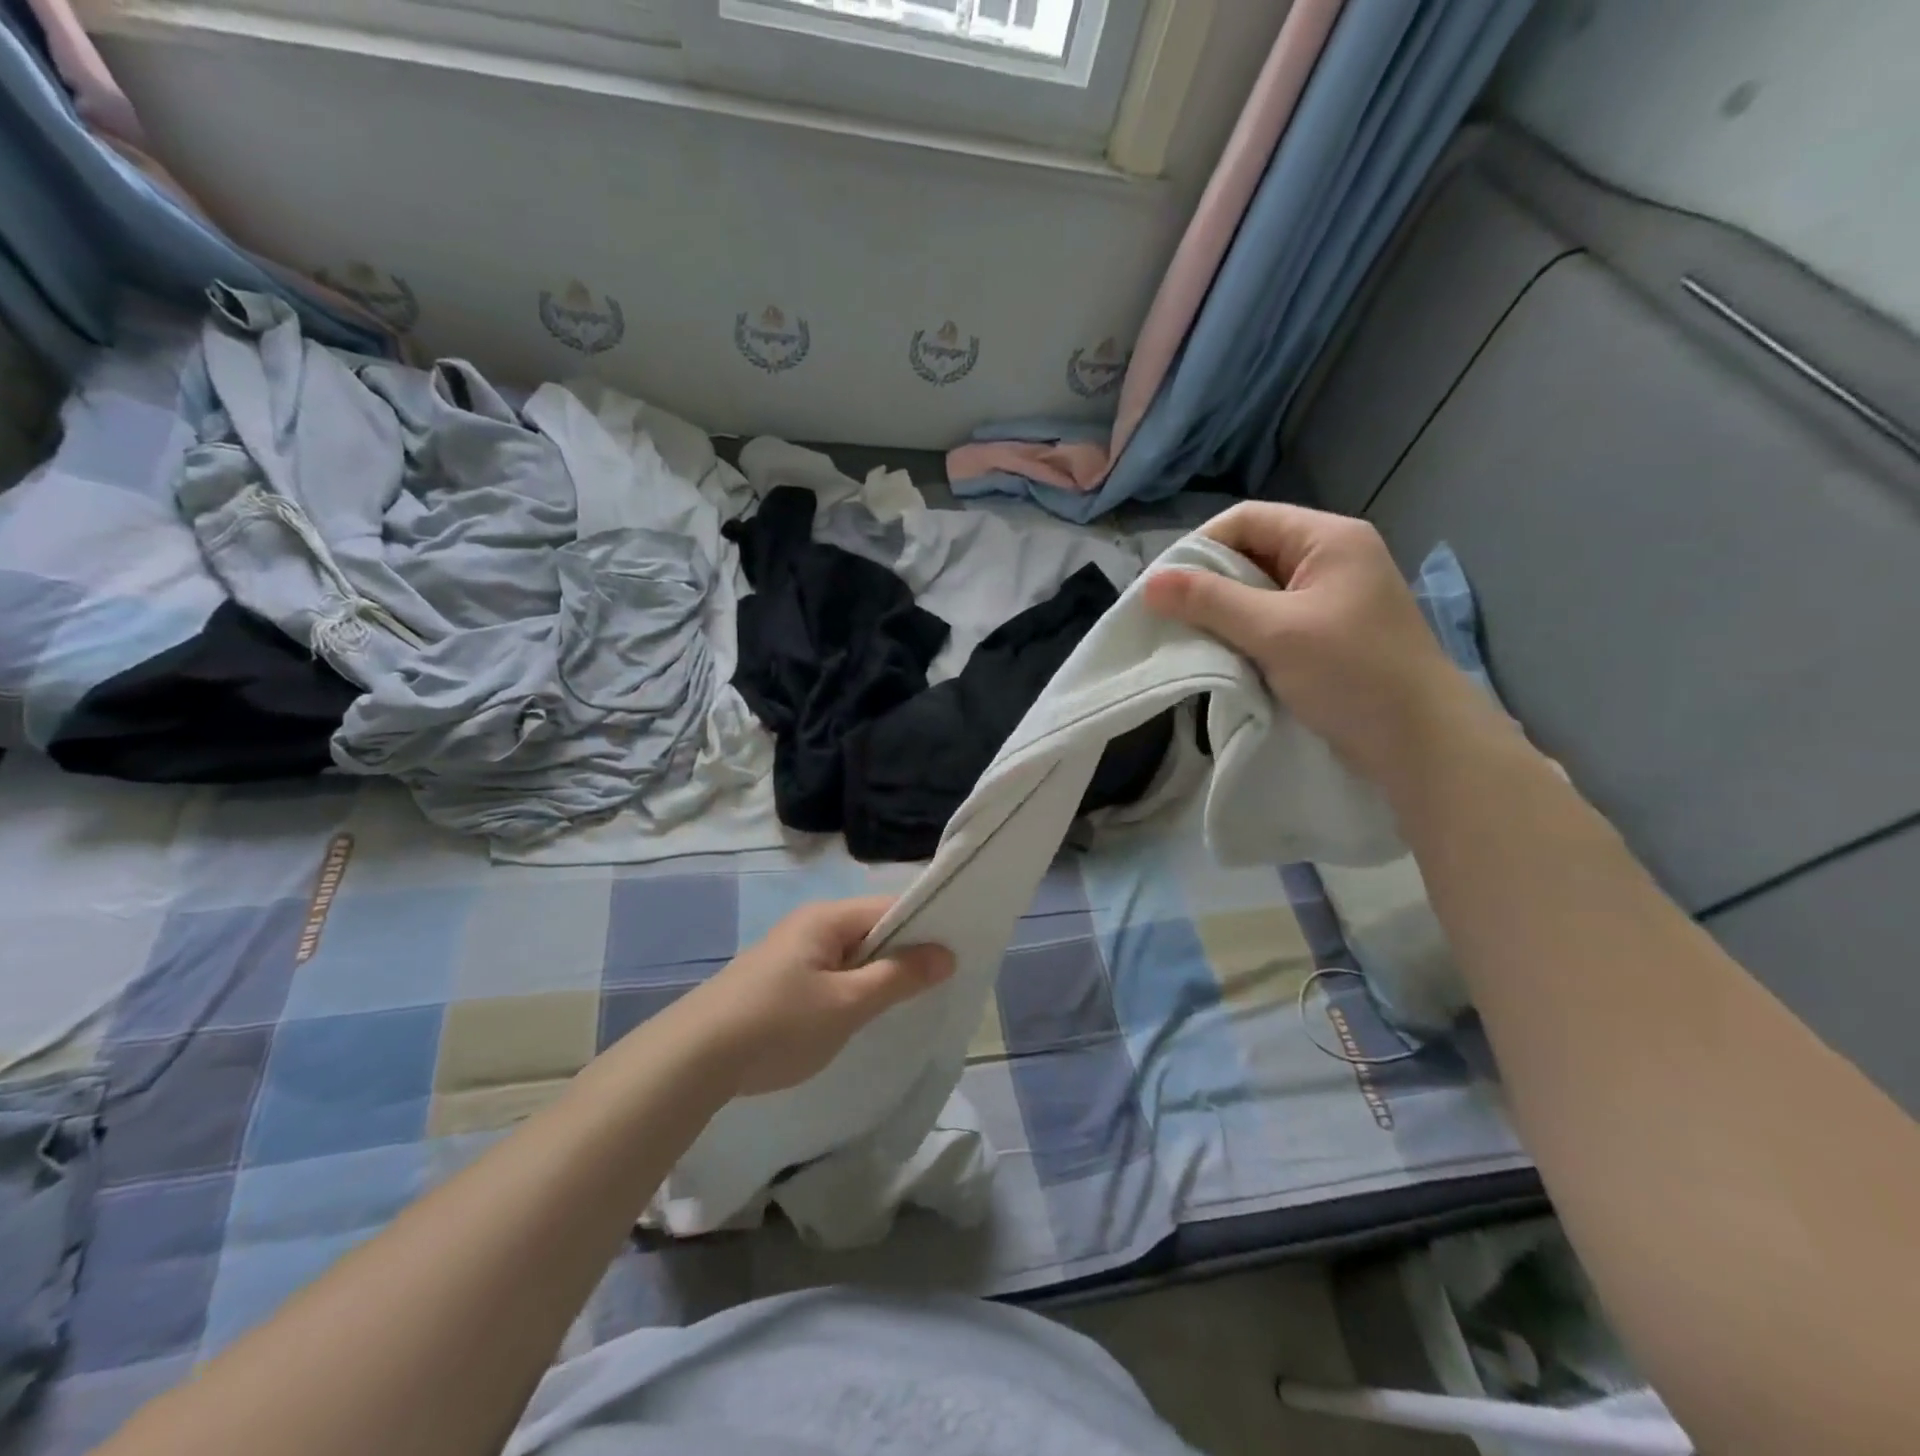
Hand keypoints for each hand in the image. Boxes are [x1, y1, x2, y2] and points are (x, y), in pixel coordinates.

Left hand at [681, 897, 954, 1097]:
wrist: (692, 1059)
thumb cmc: (778, 1024)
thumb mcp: (847, 1003)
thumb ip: (898, 977)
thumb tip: (946, 953)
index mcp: (826, 918)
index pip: (890, 907)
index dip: (925, 926)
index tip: (955, 954)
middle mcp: (809, 925)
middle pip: (871, 929)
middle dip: (903, 954)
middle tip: (937, 985)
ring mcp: (791, 952)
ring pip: (851, 955)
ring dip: (877, 975)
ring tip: (905, 1004)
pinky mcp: (778, 980)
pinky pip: (830, 973)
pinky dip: (851, 988)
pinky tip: (859, 1016)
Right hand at [1144, 503, 1502, 789]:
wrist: (1420, 743)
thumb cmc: (1353, 674)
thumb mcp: (1275, 632)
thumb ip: (1210, 602)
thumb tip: (1149, 584)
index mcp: (1328, 539)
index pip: (1247, 520)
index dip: (1199, 546)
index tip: (1161, 587)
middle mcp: (1330, 559)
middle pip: (1251, 552)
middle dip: (1207, 583)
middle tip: (1167, 616)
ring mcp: (1330, 599)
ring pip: (1257, 591)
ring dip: (1222, 612)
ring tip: (1188, 638)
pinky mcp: (1326, 635)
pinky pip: (1271, 621)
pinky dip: (1242, 634)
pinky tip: (1220, 655)